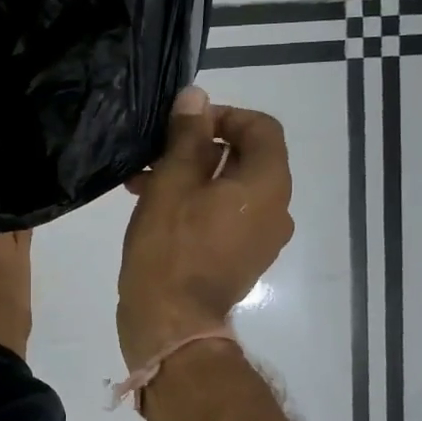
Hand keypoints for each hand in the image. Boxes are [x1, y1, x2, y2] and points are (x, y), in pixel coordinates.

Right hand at [116, 87, 293, 370]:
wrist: (172, 323)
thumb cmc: (170, 248)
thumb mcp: (172, 182)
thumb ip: (187, 136)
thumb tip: (197, 96)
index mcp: (267, 184)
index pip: (261, 127)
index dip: (223, 116)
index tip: (183, 126)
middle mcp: (277, 209)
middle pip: (246, 158)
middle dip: (198, 149)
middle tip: (155, 155)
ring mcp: (262, 239)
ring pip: (232, 188)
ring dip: (192, 177)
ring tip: (144, 185)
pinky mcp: (244, 260)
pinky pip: (227, 216)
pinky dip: (199, 205)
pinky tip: (158, 211)